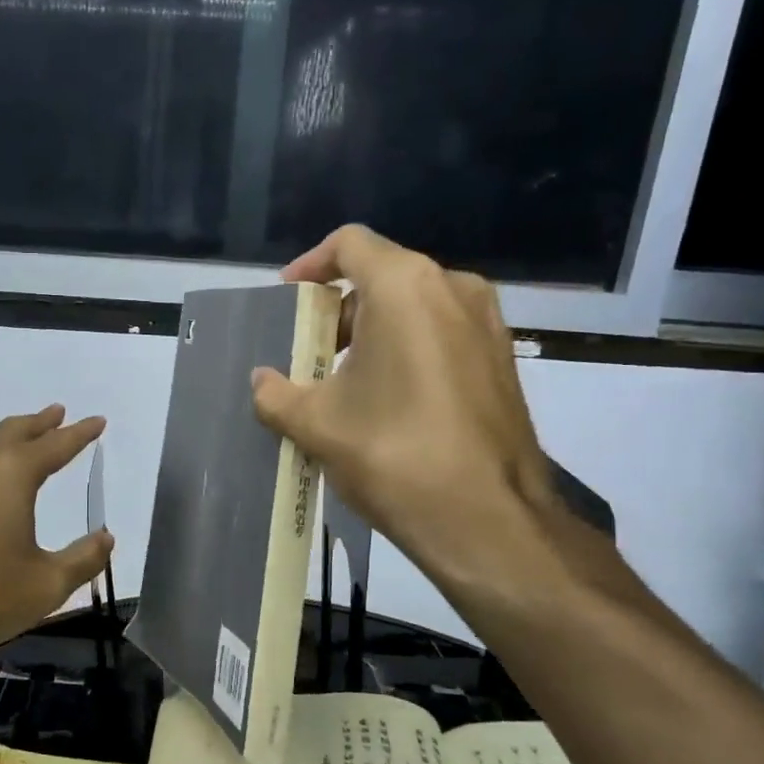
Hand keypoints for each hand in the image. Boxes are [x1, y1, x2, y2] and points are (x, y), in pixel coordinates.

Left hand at [0, 406, 113, 657]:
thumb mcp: (45, 585)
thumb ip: (82, 559)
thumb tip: (105, 538)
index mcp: (10, 477)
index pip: (54, 446)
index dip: (79, 434)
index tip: (97, 421)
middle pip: (12, 434)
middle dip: (38, 423)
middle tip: (57, 413)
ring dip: (8, 440)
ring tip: (22, 441)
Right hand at [250, 225, 558, 601]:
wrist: (489, 519)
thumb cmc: (394, 453)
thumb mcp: (317, 424)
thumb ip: (276, 395)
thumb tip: (260, 382)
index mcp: (405, 286)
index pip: (349, 244)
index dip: (310, 264)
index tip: (288, 300)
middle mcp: (453, 289)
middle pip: (383, 274)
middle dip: (339, 307)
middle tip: (308, 349)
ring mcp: (487, 324)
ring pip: (416, 305)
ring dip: (373, 329)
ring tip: (343, 378)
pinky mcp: (502, 360)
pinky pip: (443, 333)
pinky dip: (408, 348)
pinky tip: (388, 398)